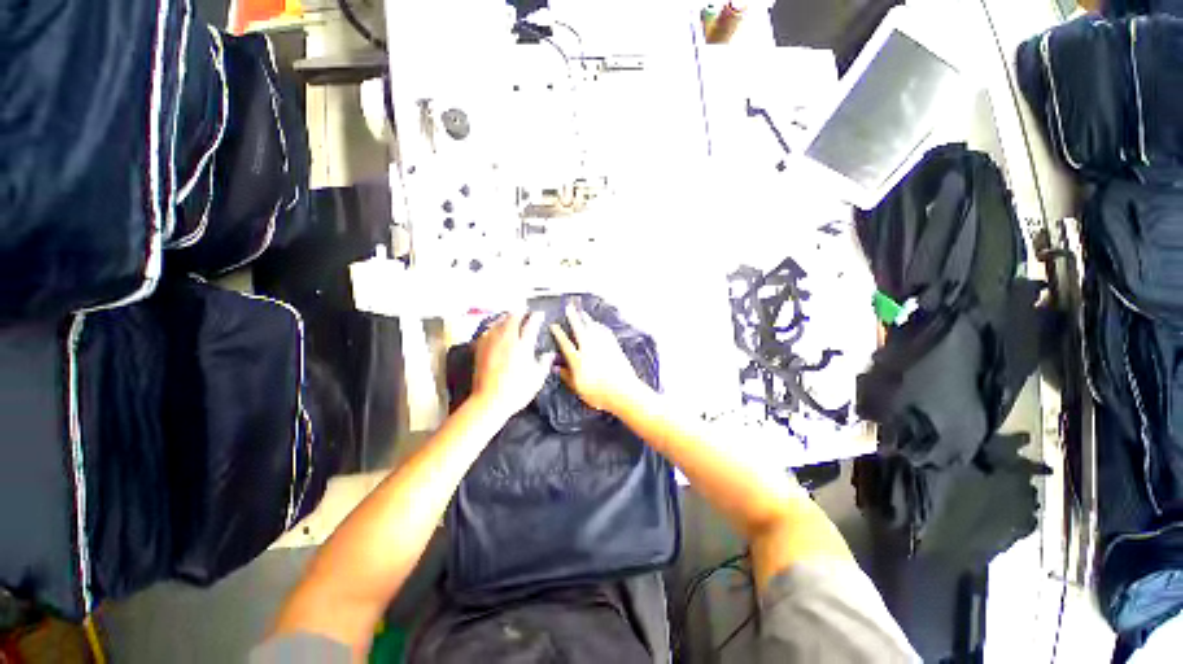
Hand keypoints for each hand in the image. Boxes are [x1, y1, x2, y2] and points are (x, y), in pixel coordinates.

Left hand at [471, 313, 554, 419]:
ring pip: (499, 322)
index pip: (531, 325)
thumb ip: (544, 364)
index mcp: (523, 346)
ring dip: (507, 317)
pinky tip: (495, 328)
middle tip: (525, 311)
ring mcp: (492, 344)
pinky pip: (487, 331)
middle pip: (513, 318)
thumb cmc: (516, 391)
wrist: (489, 401)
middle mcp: (507, 341)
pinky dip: (494, 326)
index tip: (540, 314)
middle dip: (520, 312)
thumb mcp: (537, 379)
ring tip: (511, 316)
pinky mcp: (481, 349)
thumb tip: (549, 354)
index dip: (536, 317)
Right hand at [550, 303, 646, 413]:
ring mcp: (603, 346)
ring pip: (593, 328)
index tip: (554, 325)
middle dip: (573, 317)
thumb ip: (567, 377)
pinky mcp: (614, 347)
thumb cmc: (599, 394)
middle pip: (579, 329)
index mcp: (578, 360)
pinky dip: (599, 326)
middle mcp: (589, 350)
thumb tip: (557, 368)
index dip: (558, 333)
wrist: (624, 392)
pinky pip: (605, 332)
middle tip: (569, 307)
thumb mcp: (578, 389)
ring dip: (586, 318)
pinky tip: (598, 324)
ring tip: (582, 312)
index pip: (565, 343)